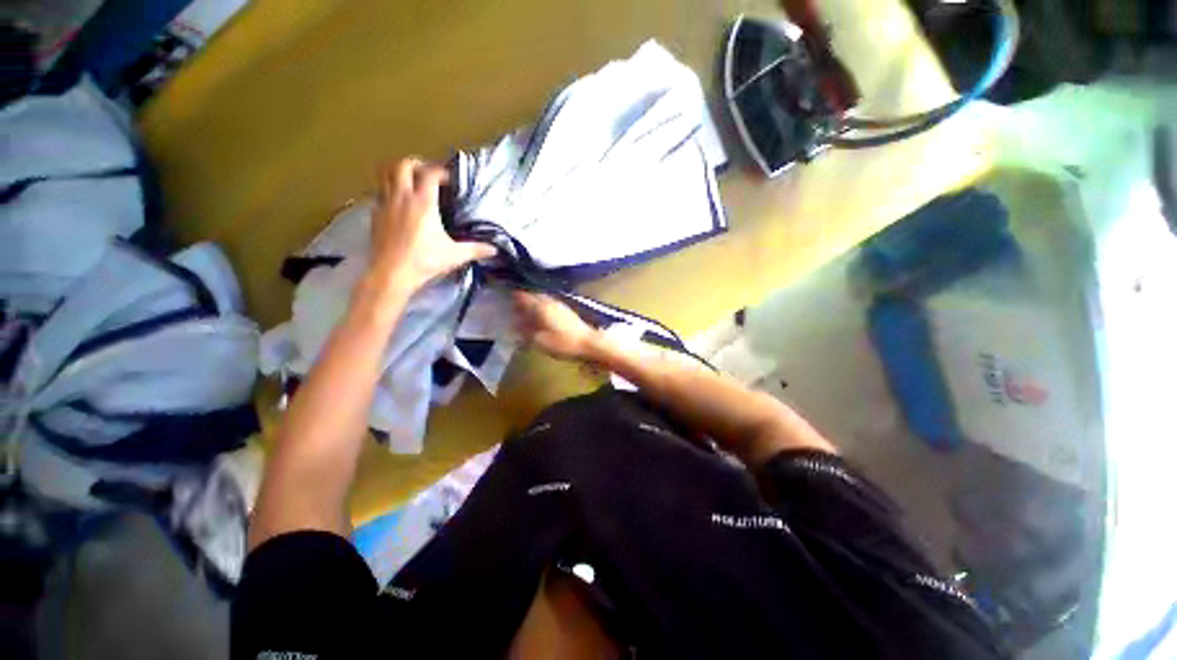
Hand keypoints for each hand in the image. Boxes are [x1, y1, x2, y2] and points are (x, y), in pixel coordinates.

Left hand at [368, 158, 496, 292]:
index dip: (441, 171)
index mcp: (423, 203)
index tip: (450, 179)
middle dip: (417, 164)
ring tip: (410, 181)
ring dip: (398, 172)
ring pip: (385, 173)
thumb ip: (475, 250)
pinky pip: (379, 191)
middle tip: (427, 174)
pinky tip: (398, 203)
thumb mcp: (455, 255)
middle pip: (403, 165)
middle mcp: (402, 197)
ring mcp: (385, 204)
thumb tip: (494, 250)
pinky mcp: (375, 214)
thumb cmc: (425, 261)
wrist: (391, 273)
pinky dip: (389, 189)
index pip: (430, 174)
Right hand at [513, 291, 599, 361]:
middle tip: (509, 304)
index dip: (511, 293)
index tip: (501, 294)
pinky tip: (536, 315)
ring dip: (530, 302)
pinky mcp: (565, 310)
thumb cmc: (563, 343)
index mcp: (541, 306)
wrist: (589, 343)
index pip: (522, 294)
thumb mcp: (540, 341)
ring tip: (521, 310)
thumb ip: (525, 331)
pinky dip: (539, 306)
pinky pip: (547, 303)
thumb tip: (513, 323)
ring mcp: (558, 304)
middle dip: (520, 298)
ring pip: (540, 298)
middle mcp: (549, 301)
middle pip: (531, 294)